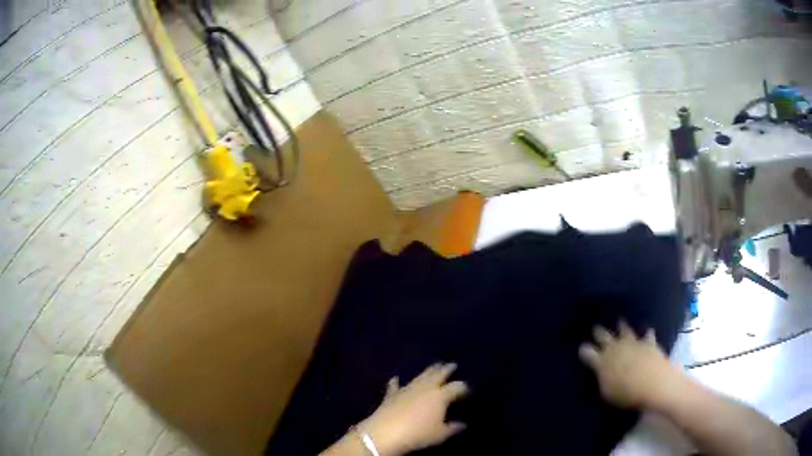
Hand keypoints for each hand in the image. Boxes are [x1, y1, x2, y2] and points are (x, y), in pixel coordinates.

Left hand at [359, 363, 468, 455]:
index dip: (464, 388)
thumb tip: (463, 424)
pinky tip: (395, 378)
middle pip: (438, 375)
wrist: (386, 432)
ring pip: (420, 376)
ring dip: (428, 371)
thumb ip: (453, 428)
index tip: (468, 390)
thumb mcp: (440, 434)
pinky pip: (395, 386)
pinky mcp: (391, 395)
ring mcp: (407, 389)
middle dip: (446, 369)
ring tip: (434, 365)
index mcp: (440, 395)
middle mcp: (425, 387)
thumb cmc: (418, 433)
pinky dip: (396, 382)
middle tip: (452, 364)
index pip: (457, 387)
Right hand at [578, 321, 680, 409]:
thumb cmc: (626, 394)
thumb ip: (602, 380)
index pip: (587, 352)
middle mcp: (615, 347)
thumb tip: (600, 373)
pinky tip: (648, 332)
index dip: (584, 350)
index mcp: (602, 361)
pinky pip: (647, 335)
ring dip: (621, 326)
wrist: (654, 383)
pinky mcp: (649, 343)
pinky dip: (646, 334)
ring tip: (619, 320)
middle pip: (604, 336)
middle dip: (598, 331)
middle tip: (595, 327)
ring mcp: (633, 343)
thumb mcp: (607, 392)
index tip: (581, 348)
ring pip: (625, 330)